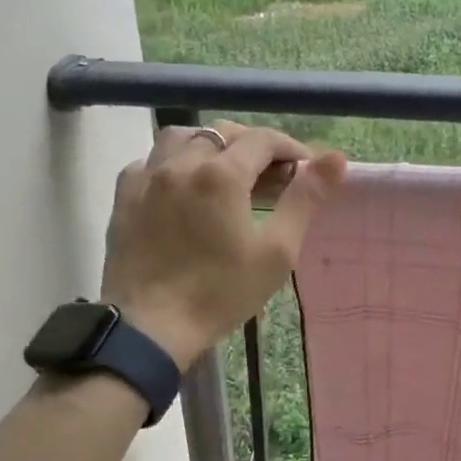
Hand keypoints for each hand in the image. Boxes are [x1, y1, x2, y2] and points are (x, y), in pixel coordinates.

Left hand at [102, 122, 347, 369]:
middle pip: (223, 133)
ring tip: (225, 172)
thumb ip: (304, 200)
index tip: (305, 170)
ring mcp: (147, 177)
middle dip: (252, 146)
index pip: (262, 140)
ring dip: (210, 146)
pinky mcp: (124, 196)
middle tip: (271, 176)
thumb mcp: (276, 252)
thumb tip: (337, 160)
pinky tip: (182, 187)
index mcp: (221, 175)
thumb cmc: (220, 294)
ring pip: (181, 138)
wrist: (149, 327)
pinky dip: (173, 163)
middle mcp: (181, 163)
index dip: (290, 149)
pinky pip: (150, 161)